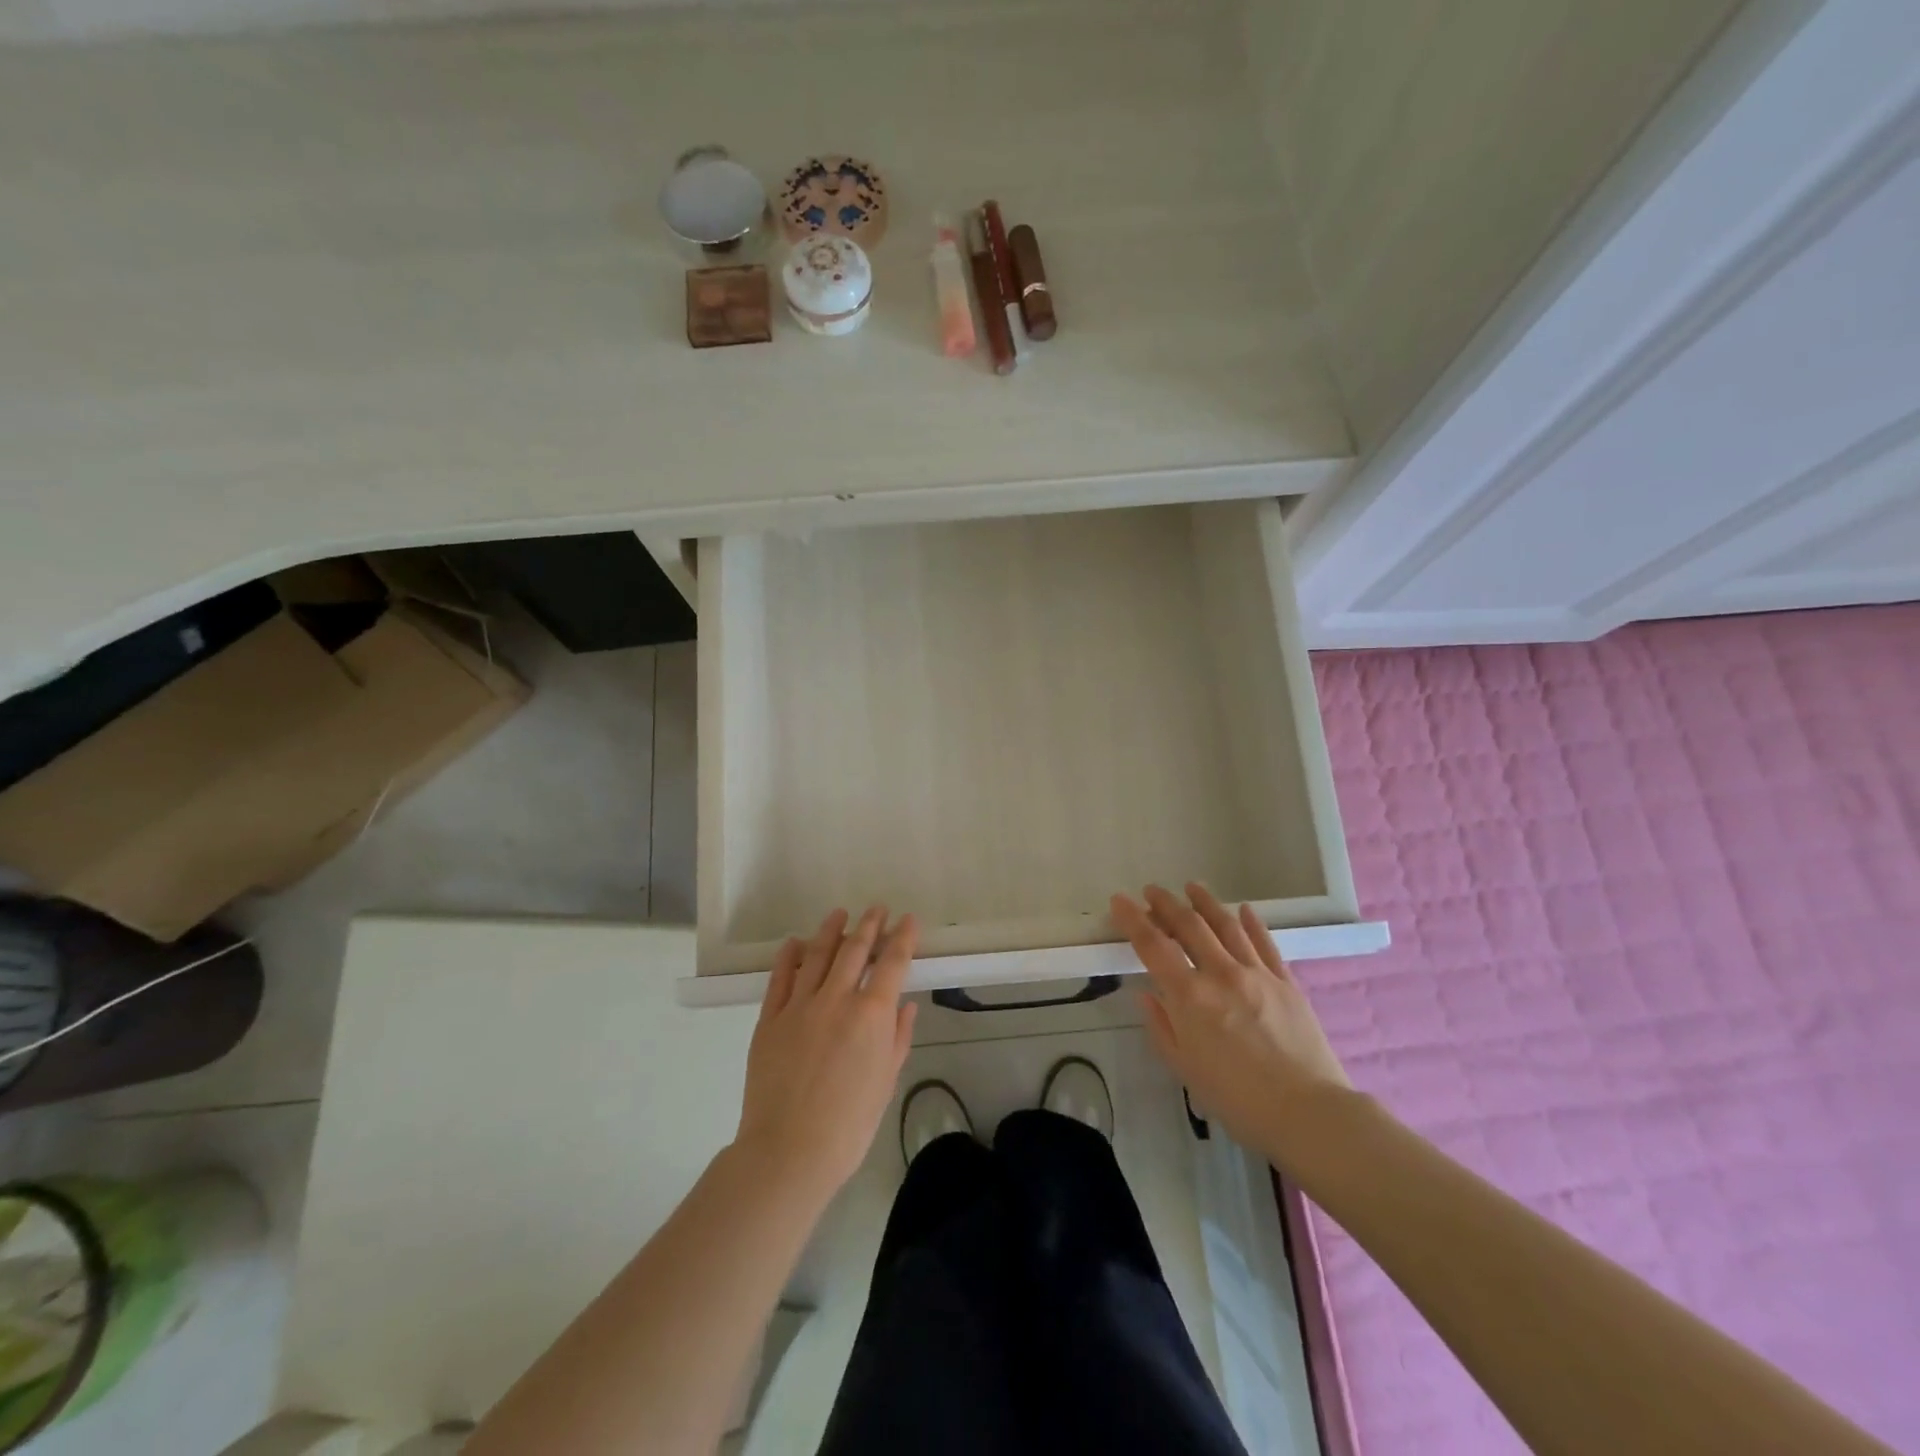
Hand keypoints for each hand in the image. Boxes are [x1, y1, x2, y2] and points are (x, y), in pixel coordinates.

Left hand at [735, 907, 917, 1201]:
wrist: (789, 1150)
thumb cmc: (849, 1124)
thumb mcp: (885, 1082)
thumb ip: (897, 1037)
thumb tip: (905, 1004)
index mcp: (871, 1014)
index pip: (892, 963)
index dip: (902, 938)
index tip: (908, 920)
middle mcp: (837, 999)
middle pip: (854, 950)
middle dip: (869, 925)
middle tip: (877, 909)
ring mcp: (800, 1006)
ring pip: (817, 955)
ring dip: (831, 931)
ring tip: (839, 914)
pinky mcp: (770, 1019)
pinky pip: (780, 978)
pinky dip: (789, 956)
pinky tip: (795, 943)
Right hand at [1113, 883, 1350, 1159]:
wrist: (1308, 1112)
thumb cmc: (1237, 1099)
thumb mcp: (1185, 1068)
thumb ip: (1161, 1026)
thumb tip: (1146, 994)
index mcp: (1189, 996)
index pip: (1153, 946)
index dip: (1132, 919)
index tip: (1119, 900)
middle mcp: (1220, 974)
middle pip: (1189, 925)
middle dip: (1166, 903)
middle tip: (1152, 890)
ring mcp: (1256, 973)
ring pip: (1226, 925)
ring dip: (1206, 902)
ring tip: (1192, 887)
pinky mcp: (1286, 981)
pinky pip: (1265, 943)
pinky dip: (1251, 922)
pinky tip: (1244, 910)